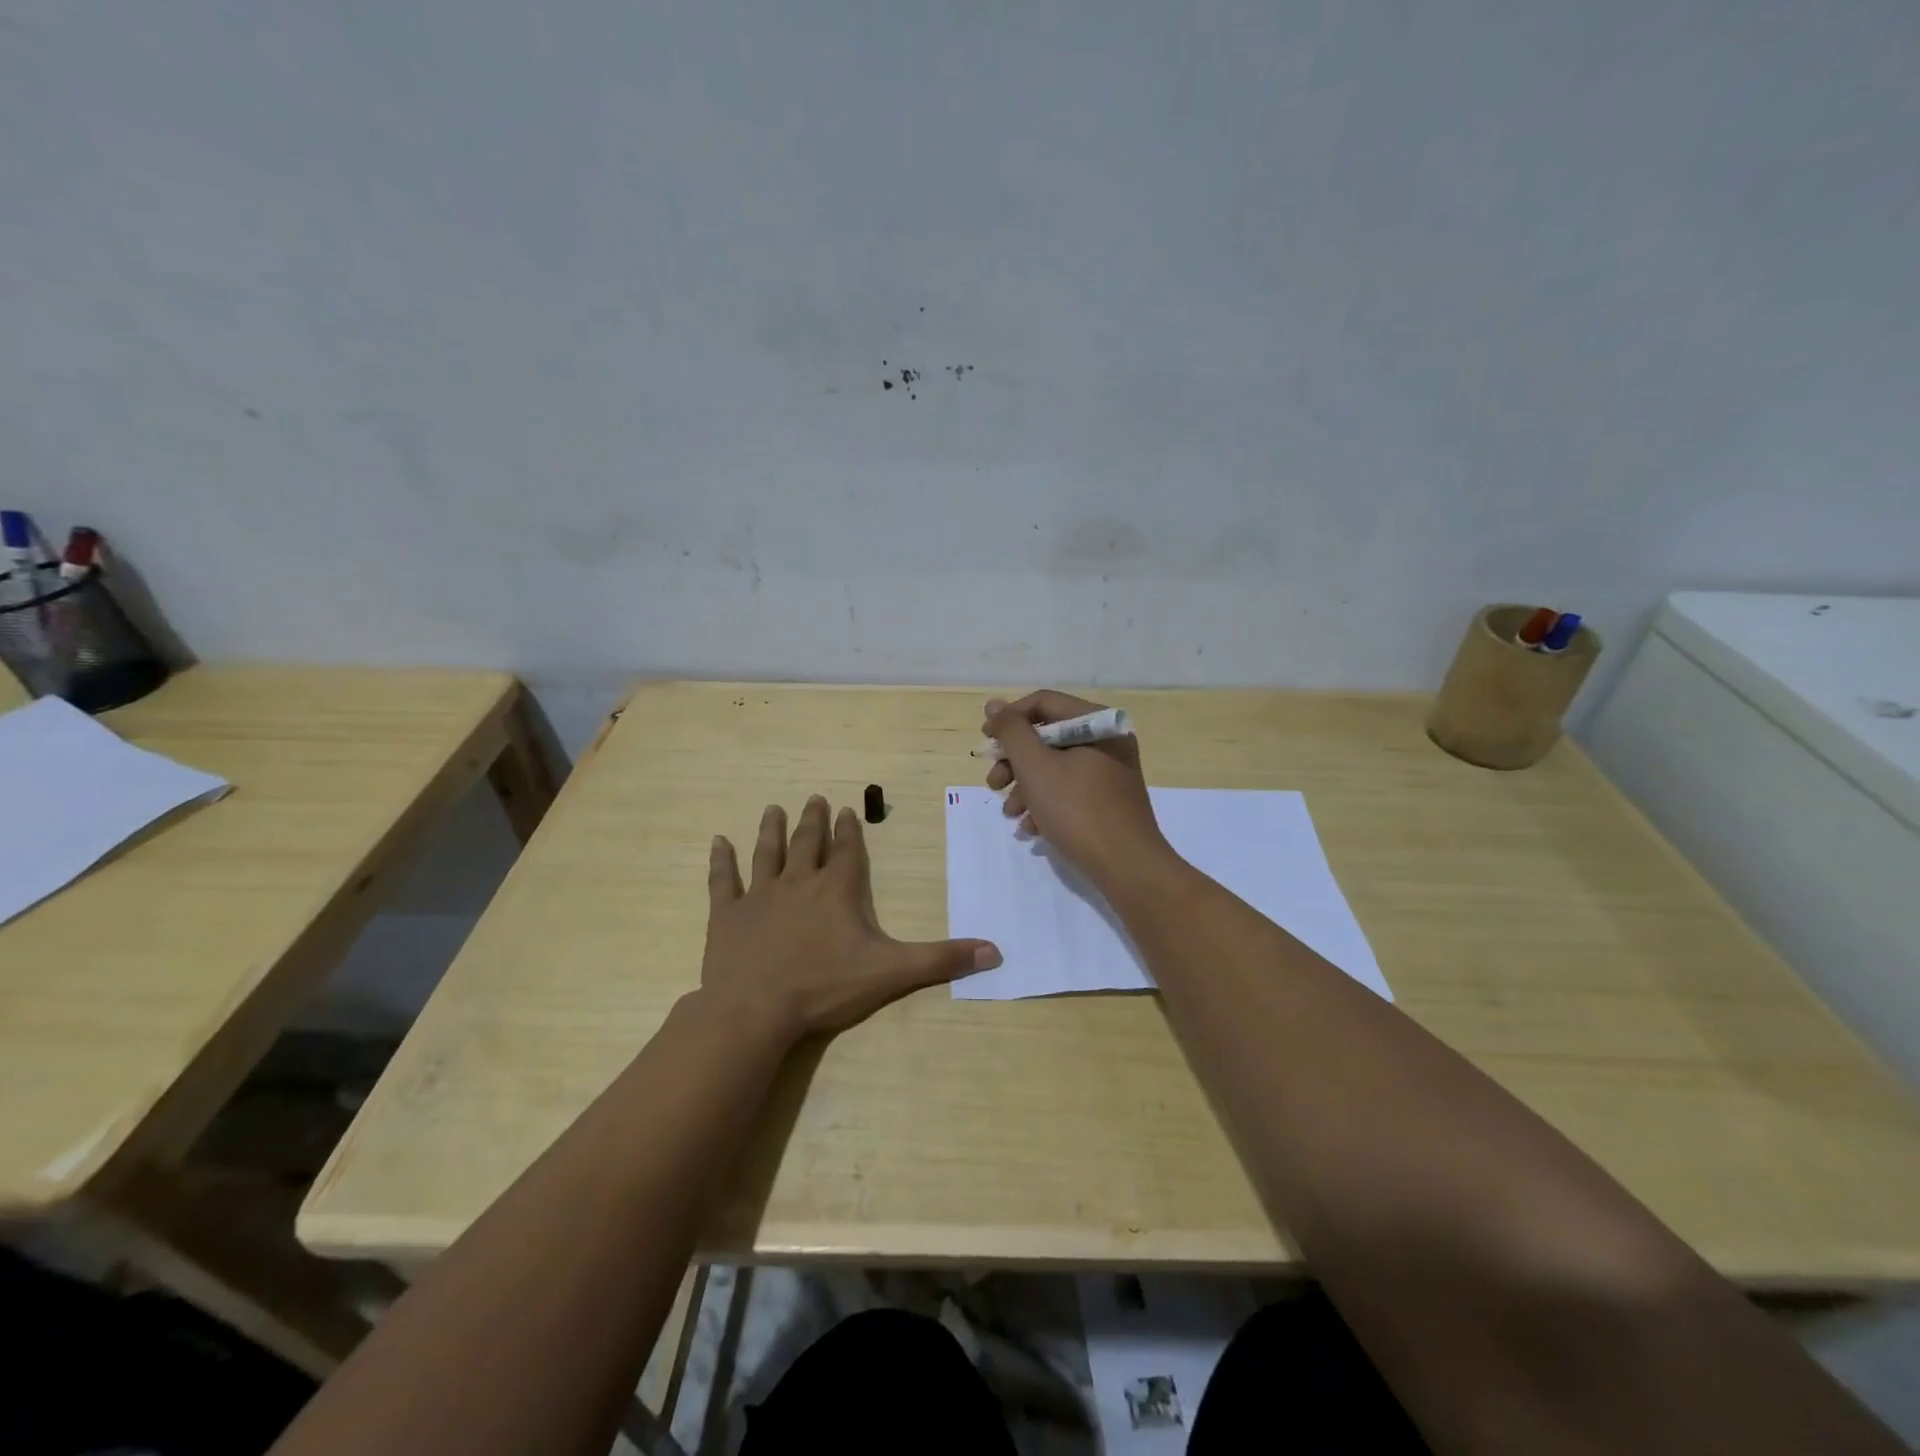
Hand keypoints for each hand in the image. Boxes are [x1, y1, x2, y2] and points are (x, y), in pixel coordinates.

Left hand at [700, 796, 1000, 1041]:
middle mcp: (799, 881)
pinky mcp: (728, 914)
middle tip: (814, 798)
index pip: (846, 851)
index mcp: (837, 890)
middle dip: (813, 820)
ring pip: (767, 852)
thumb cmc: (825, 987)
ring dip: (771, 829)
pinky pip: (723, 880)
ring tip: (773, 808)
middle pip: (807, 842)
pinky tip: (717, 842)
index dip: (847, 830)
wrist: (755, 1010)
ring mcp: (759, 895)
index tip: (845, 809)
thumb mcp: (892, 973)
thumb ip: (941, 959)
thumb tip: (995, 951)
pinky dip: (721, 860)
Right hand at [983, 690, 1174, 890]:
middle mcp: (1107, 740)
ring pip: (1055, 767)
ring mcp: (1111, 771)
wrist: (1128, 868)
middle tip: (993, 784)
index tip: (986, 744)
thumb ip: (1012, 732)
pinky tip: (1031, 828)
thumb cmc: (1078, 810)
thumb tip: (994, 705)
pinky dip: (1046, 803)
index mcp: (1097, 723)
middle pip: (1048, 737)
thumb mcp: (1036, 767)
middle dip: (1015, 762)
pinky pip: (1070, 790)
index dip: (1009, 719)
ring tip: (1010, 813)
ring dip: (1025, 787)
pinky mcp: (1109, 800)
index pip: (1043, 703)